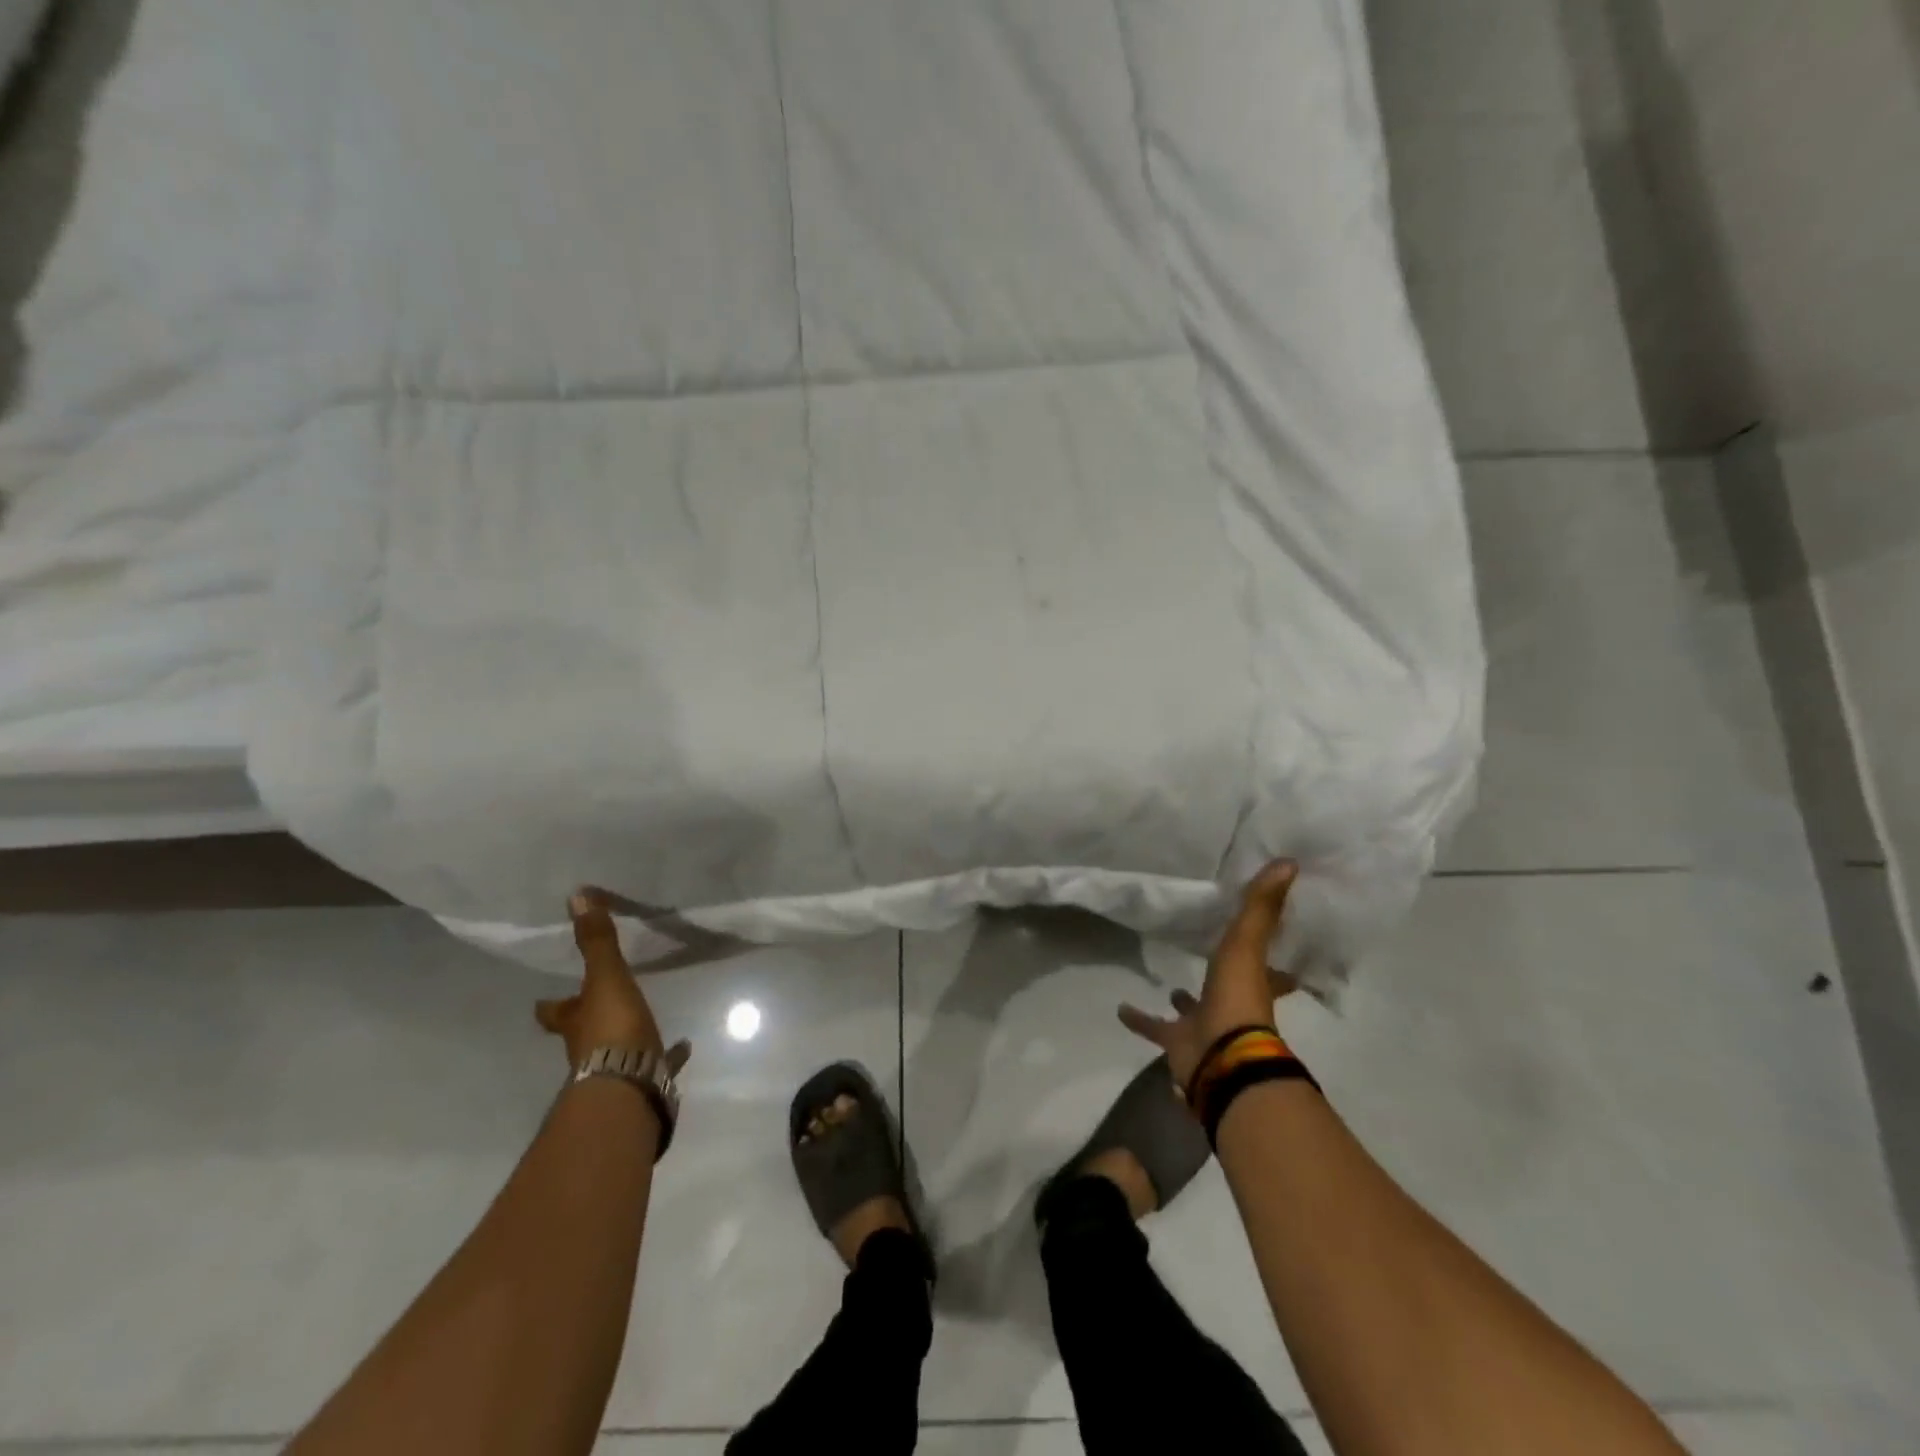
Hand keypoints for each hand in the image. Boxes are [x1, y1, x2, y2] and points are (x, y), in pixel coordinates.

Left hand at [536, 889, 691, 1075]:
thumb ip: (596, 941)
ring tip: (642, 1021)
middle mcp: (587, 1046)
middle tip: (594, 1007)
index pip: (554, 1011)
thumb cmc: (612, 1028)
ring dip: (624, 1037)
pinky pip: (658, 1061)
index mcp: (575, 1022)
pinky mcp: (646, 1077)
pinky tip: (683, 1046)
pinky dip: (668, 1054)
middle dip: (585, 1021)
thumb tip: (576, 895)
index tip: (544, 999)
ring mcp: (616, 1065)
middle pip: (581, 1031)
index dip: (549, 1004)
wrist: (631, 1085)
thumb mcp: (605, 977)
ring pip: (616, 1048)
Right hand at [1119, 860, 1299, 1089]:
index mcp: (1255, 985)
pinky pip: (1156, 1029)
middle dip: (1222, 978)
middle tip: (1212, 959)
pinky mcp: (1178, 1043)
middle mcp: (1233, 1007)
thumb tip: (1289, 862)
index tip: (1274, 948)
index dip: (1276, 960)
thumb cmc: (1238, 999)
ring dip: (1183, 1002)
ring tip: (1169, 987)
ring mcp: (1206, 1028)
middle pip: (1230, 990)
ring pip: (1194, 1012)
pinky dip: (1140, 1020)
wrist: (1220, 1058)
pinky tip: (1121, 1009)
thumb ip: (1260, 906)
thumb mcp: (1247, 944)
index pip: (1273, 971)